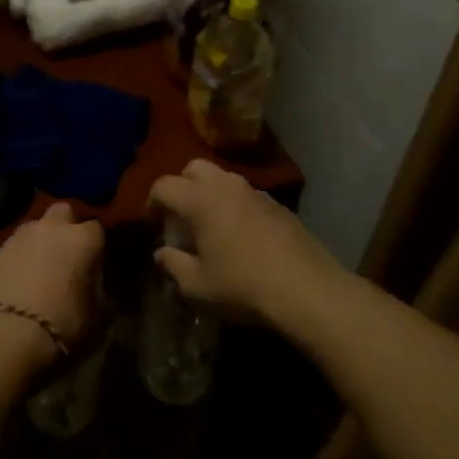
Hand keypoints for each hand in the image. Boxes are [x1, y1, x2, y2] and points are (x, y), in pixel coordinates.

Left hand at [0, 202, 104, 372]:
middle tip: (65, 258)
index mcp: (81, 240)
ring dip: (37, 244)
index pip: (96, 229)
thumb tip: (92, 288)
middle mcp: (49, 229)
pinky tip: (13, 289)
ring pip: (32, 229)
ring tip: (36, 275)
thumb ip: (96, 294)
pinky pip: (10, 253)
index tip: (92, 270)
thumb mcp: (95, 319)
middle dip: (65, 228)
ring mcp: (16, 239)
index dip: (94, 249)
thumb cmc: (61, 327)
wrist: (2, 338)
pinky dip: (14, 264)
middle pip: (62, 213)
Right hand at [147, 160, 339, 326]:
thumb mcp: (197, 285)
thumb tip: (161, 252)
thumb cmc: (243, 286)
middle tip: (179, 217)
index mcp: (199, 199)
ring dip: (209, 193)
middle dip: (181, 186)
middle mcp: (225, 185)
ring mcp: (254, 191)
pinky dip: (233, 204)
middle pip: (193, 168)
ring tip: (209, 225)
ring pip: (222, 178)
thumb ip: (173, 264)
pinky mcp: (277, 204)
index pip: (163, 185)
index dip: (151, 203)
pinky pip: (245, 194)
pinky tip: (239, 234)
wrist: (307, 289)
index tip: (152, 225)